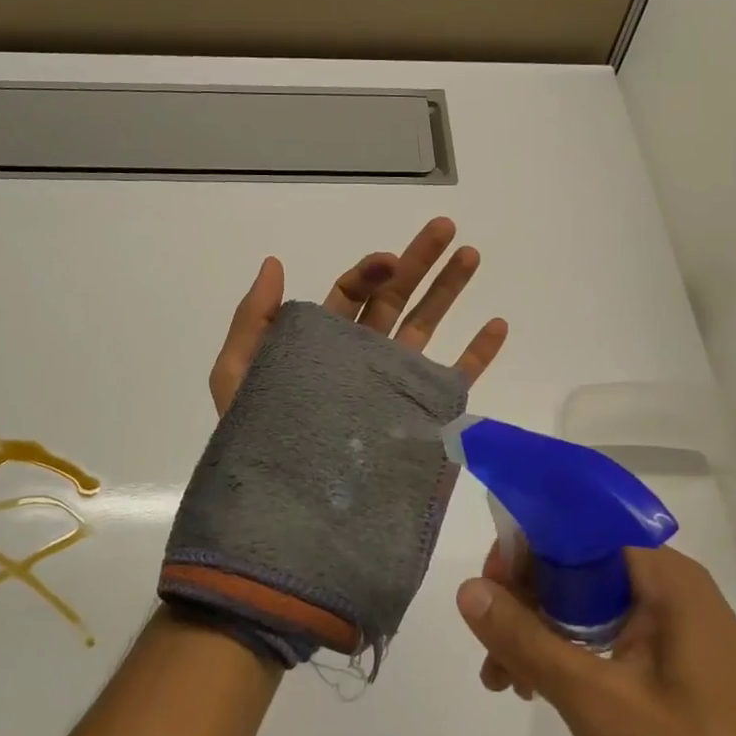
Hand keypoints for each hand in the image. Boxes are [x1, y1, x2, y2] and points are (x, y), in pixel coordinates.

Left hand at [209, 216, 508, 415]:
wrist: (291, 508)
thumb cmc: (259, 438)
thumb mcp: (238, 373)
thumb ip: (253, 319)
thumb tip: (273, 263)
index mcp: (322, 343)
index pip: (352, 294)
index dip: (370, 271)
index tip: (390, 260)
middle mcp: (362, 357)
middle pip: (395, 299)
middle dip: (419, 262)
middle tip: (445, 227)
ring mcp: (393, 385)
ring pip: (426, 327)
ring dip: (449, 291)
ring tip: (471, 256)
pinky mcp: (421, 415)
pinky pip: (454, 378)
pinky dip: (477, 353)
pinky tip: (497, 324)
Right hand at [455, 544, 735, 735]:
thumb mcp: (596, 702)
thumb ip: (526, 639)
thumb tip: (467, 588)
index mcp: (667, 579)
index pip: (577, 532)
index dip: (525, 551)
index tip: (486, 594)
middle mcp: (674, 594)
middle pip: (579, 570)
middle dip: (526, 603)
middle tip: (491, 653)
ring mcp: (678, 637)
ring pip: (587, 610)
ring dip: (540, 636)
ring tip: (508, 685)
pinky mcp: (677, 677)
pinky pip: (607, 645)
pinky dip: (567, 661)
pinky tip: (540, 694)